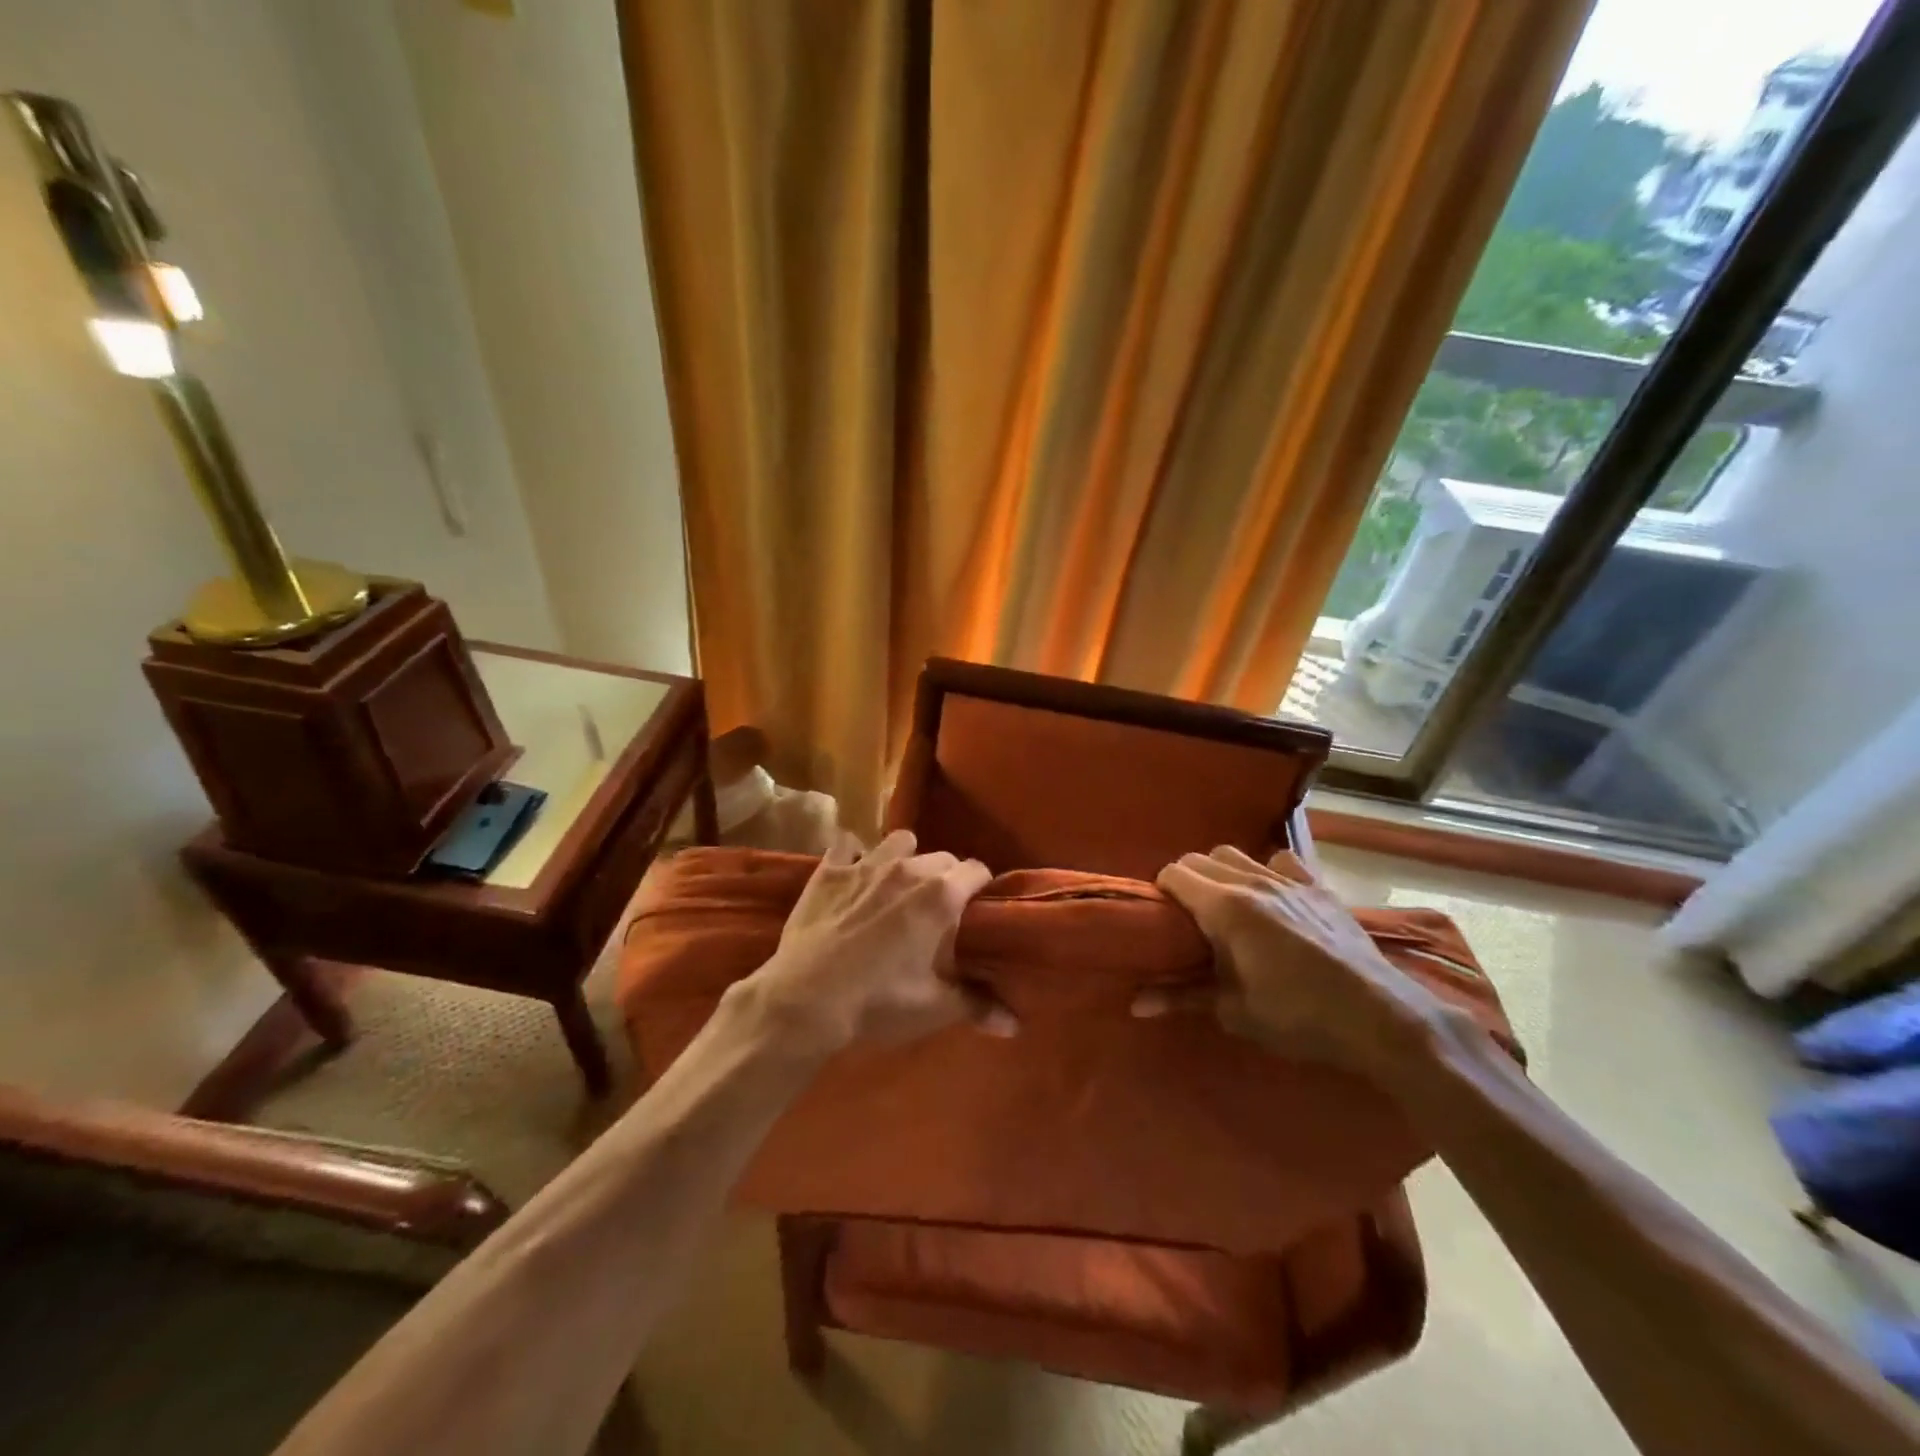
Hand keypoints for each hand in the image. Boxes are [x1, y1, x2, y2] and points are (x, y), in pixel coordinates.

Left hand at [737, 830, 1011, 1057]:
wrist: (806, 1000)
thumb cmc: (879, 1002)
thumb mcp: (935, 1008)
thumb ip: (978, 1005)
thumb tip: (1014, 1025)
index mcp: (940, 896)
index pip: (977, 870)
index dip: (981, 888)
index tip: (977, 908)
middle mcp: (908, 869)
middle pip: (942, 857)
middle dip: (946, 877)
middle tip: (937, 909)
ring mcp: (865, 864)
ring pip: (899, 841)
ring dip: (905, 858)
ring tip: (898, 885)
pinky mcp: (828, 870)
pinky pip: (846, 844)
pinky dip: (852, 854)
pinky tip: (851, 874)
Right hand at [1138, 846, 1446, 1083]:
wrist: (1377, 1017)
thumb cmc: (1297, 1016)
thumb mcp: (1233, 1011)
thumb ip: (1181, 997)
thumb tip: (1135, 1005)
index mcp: (1224, 907)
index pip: (1174, 873)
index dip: (1161, 892)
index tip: (1161, 918)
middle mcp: (1251, 881)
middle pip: (1199, 858)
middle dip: (1185, 880)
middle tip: (1188, 917)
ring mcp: (1287, 880)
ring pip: (1235, 853)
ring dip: (1220, 872)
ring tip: (1225, 904)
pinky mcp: (1317, 887)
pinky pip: (1281, 860)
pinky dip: (1266, 870)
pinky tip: (1271, 896)